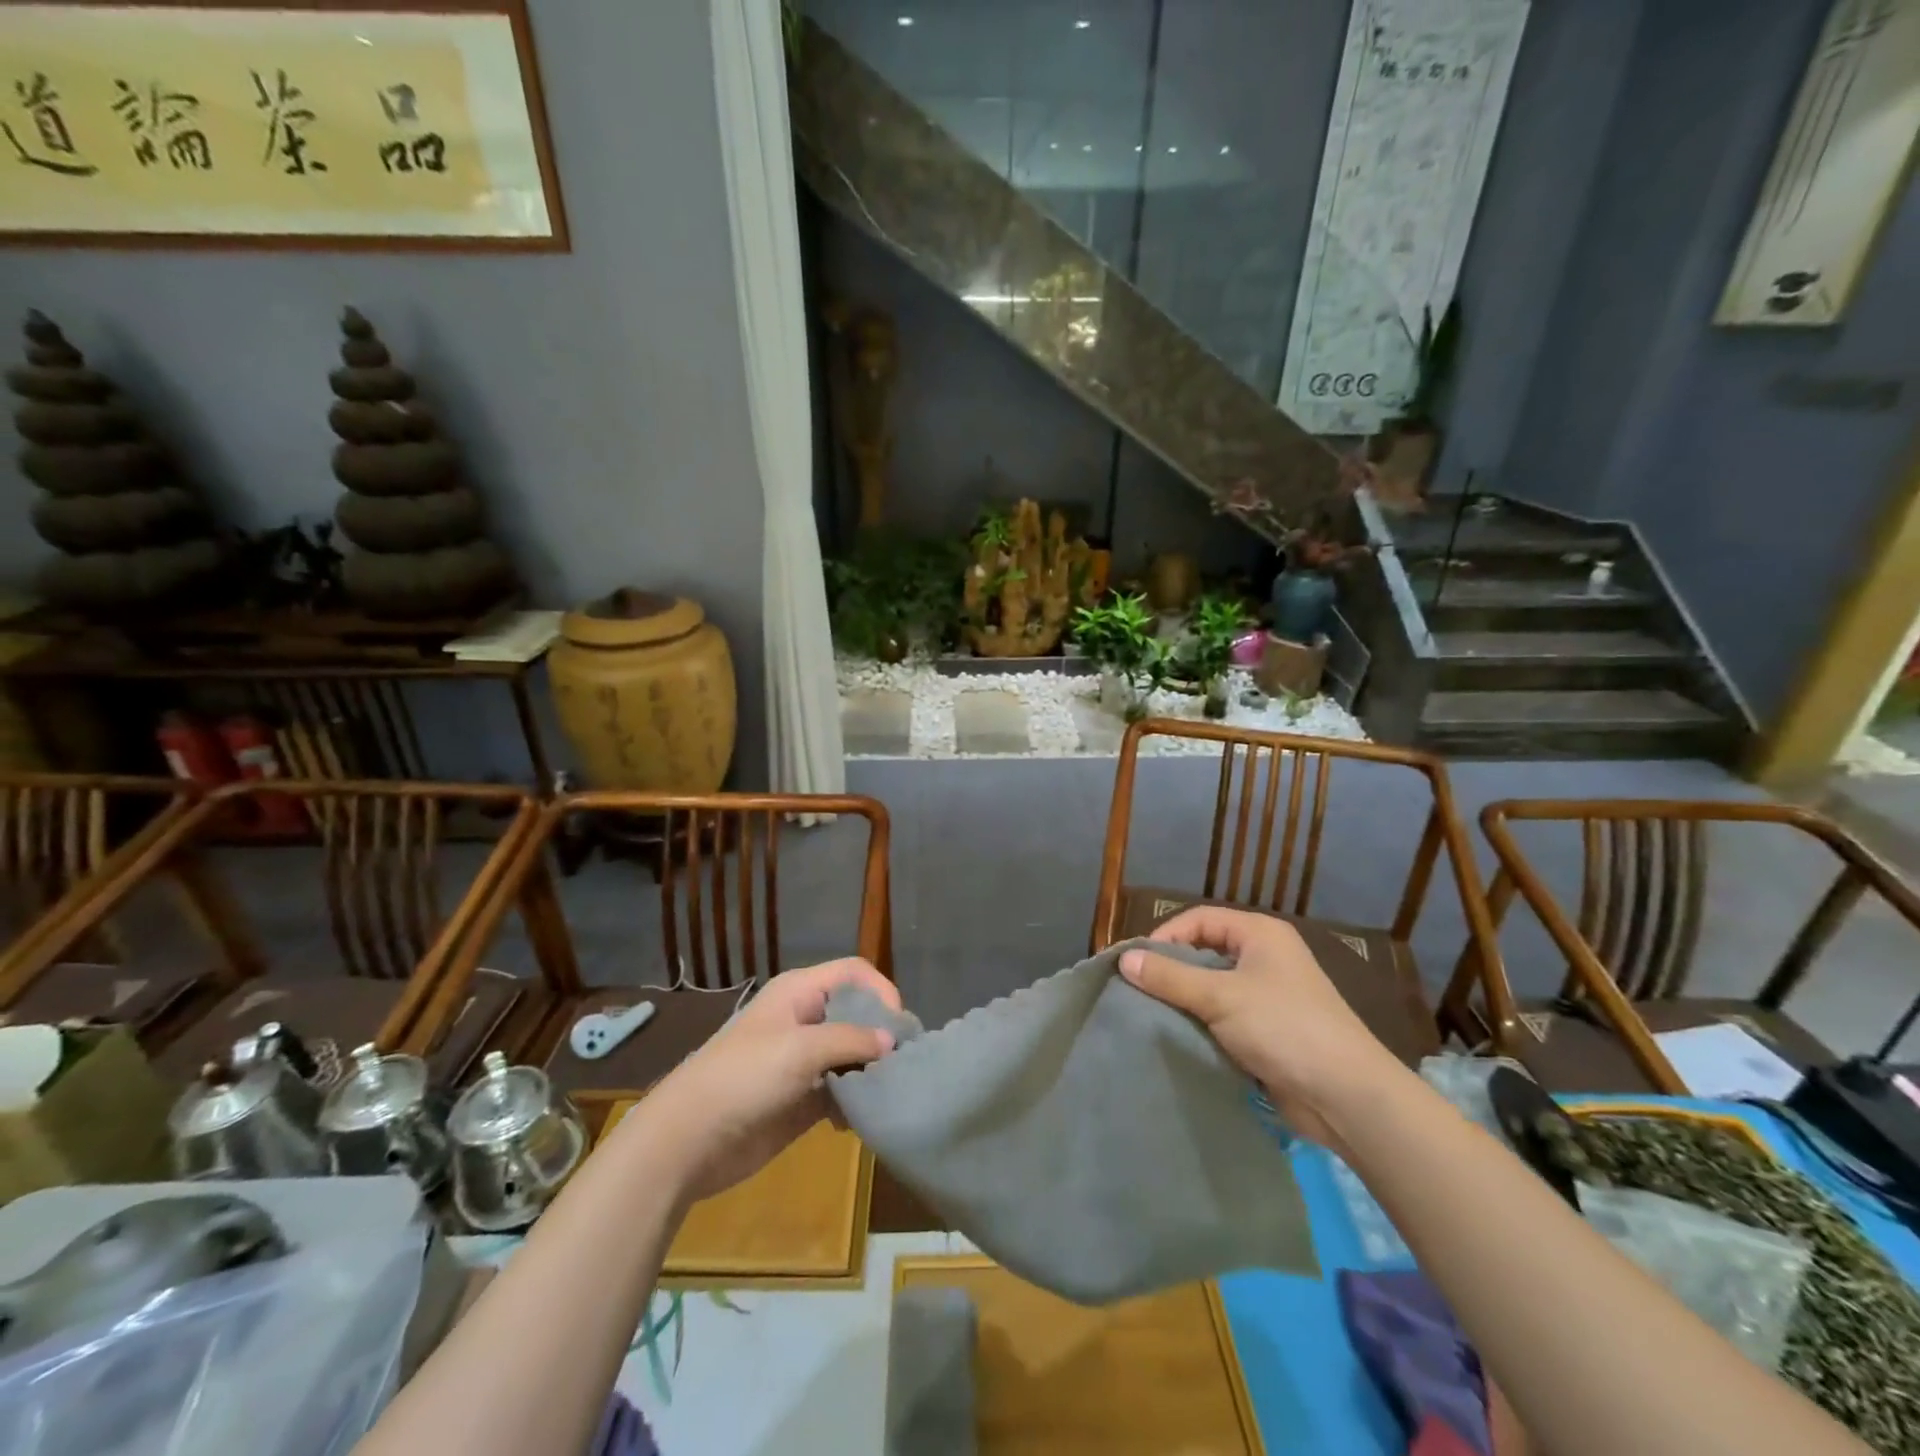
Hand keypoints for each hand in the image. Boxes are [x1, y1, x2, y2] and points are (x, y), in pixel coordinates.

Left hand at [635, 959, 899, 1202]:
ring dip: (871, 1071)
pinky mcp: (802, 1099)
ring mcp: (804, 1061)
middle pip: (858, 1014)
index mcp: (800, 993)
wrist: (688, 1140)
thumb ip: (850, 1040)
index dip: (880, 992)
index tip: (898, 1027)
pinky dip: (855, 1101)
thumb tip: (891, 1041)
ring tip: (886, 1092)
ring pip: (853, 1054)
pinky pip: (841, 1091)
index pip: (854, 974)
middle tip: (903, 1062)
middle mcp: (805, 1020)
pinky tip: (858, 1119)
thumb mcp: (800, 1049)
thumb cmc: (744, 1078)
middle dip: (882, 1035)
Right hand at [1119, 905, 1396, 1147]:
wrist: (1347, 1096)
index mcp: (1260, 934)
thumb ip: (1170, 977)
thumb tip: (1123, 959)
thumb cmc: (1283, 1028)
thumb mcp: (1220, 997)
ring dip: (1184, 1001)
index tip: (1135, 964)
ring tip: (1150, 1016)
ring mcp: (1268, 996)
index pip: (1198, 920)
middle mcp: (1264, 957)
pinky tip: (1178, 1038)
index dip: (1164, 937)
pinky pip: (1223, 1018)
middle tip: (1137, 991)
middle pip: (1203, 953)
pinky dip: (1201, 1025)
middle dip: (1171, 971)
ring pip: (1211, 988)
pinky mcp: (1267, 1032)